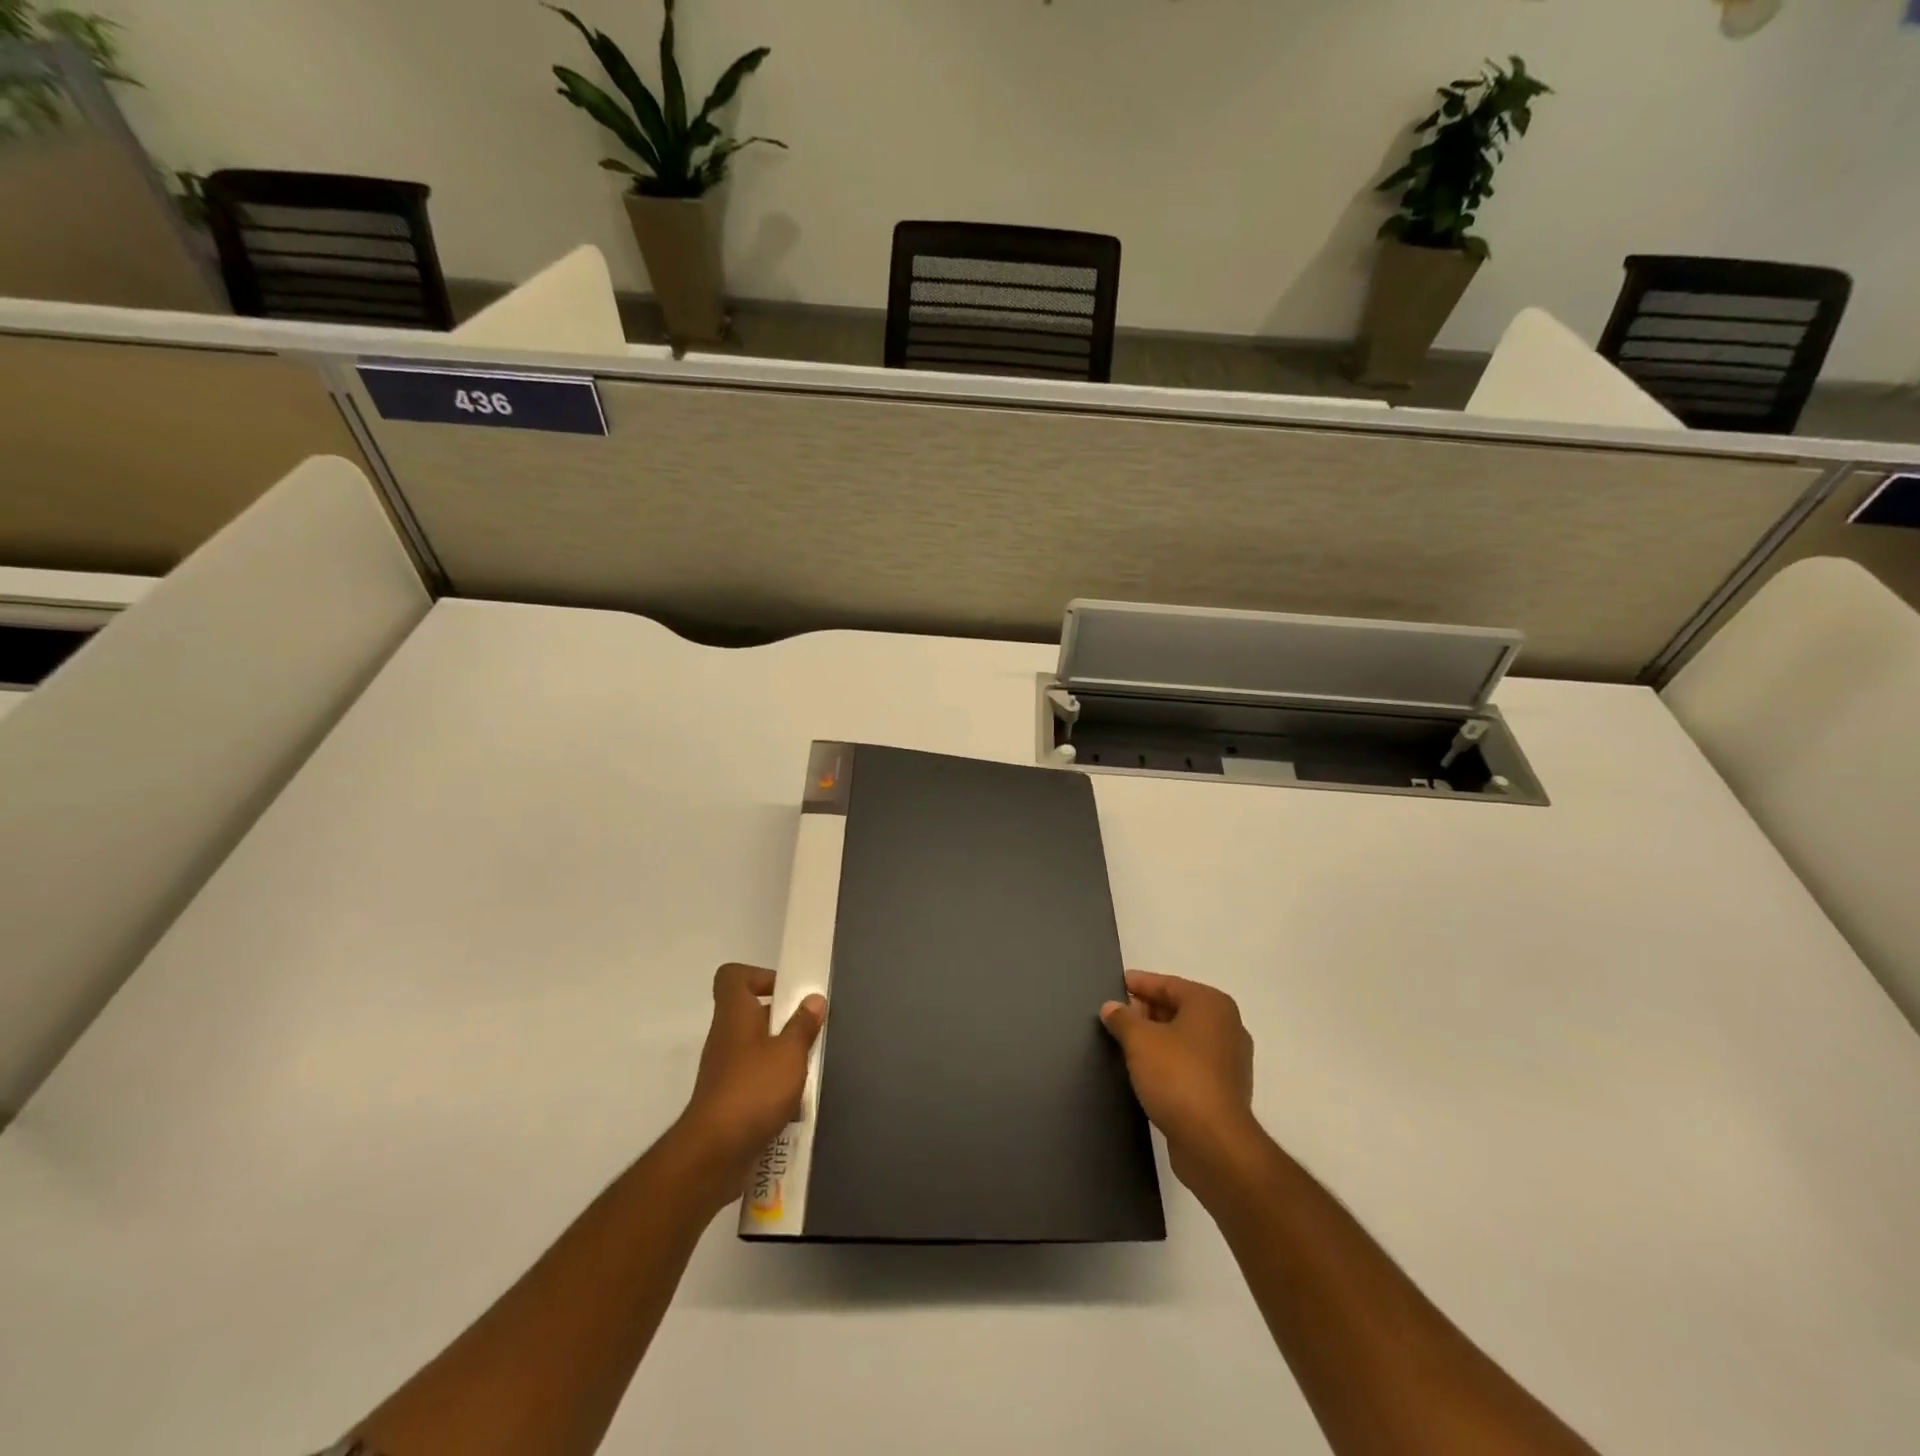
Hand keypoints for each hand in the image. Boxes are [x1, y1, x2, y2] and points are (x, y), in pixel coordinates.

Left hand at [672, 964, 825, 1209]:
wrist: (714, 1154)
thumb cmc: (753, 1090)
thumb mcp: (789, 1053)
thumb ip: (803, 1025)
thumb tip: (813, 999)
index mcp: (735, 1015)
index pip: (732, 977)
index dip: (758, 975)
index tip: (787, 990)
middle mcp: (725, 1038)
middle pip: (750, 1013)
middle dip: (782, 1019)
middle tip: (811, 1029)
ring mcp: (724, 1071)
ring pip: (756, 1049)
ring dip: (782, 1055)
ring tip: (809, 1066)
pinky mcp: (728, 1101)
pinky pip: (755, 1081)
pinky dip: (774, 1086)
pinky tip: (796, 1101)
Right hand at [1101, 971, 1260, 1189]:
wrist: (1214, 1143)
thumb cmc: (1177, 1076)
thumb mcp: (1140, 1040)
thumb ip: (1123, 1018)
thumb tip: (1111, 1007)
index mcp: (1211, 1005)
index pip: (1168, 984)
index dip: (1140, 983)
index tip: (1117, 984)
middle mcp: (1227, 1026)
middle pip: (1179, 1008)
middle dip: (1147, 1011)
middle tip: (1117, 1016)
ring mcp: (1230, 1060)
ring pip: (1185, 1037)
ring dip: (1157, 1038)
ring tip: (1126, 1042)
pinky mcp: (1225, 1090)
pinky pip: (1191, 1062)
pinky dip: (1170, 1060)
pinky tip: (1147, 1070)